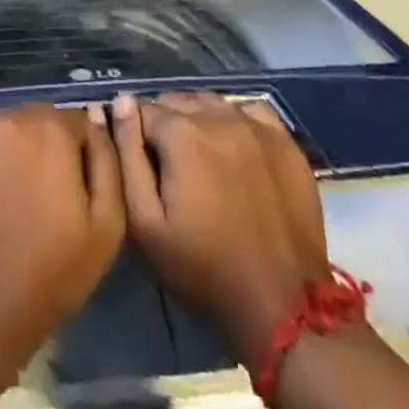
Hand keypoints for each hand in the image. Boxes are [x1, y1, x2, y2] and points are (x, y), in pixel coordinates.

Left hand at [0, 104, 124, 362]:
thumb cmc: (49, 272)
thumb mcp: (106, 227)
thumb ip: (108, 164)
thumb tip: (97, 121)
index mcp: (52, 131)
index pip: (78, 122)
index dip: (83, 153)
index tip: (78, 185)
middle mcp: (11, 117)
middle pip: (40, 119)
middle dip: (48, 145)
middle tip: (46, 191)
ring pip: (7, 125)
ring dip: (16, 146)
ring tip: (13, 191)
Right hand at [111, 91, 328, 363]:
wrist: (282, 306)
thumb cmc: (203, 268)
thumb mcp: (146, 223)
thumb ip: (127, 155)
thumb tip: (122, 102)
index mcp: (181, 133)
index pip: (142, 109)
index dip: (135, 133)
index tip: (141, 162)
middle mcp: (217, 116)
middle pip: (177, 101)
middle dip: (165, 124)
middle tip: (169, 165)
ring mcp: (256, 127)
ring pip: (211, 102)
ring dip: (198, 120)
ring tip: (200, 158)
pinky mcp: (286, 143)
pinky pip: (250, 111)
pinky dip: (235, 119)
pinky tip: (234, 146)